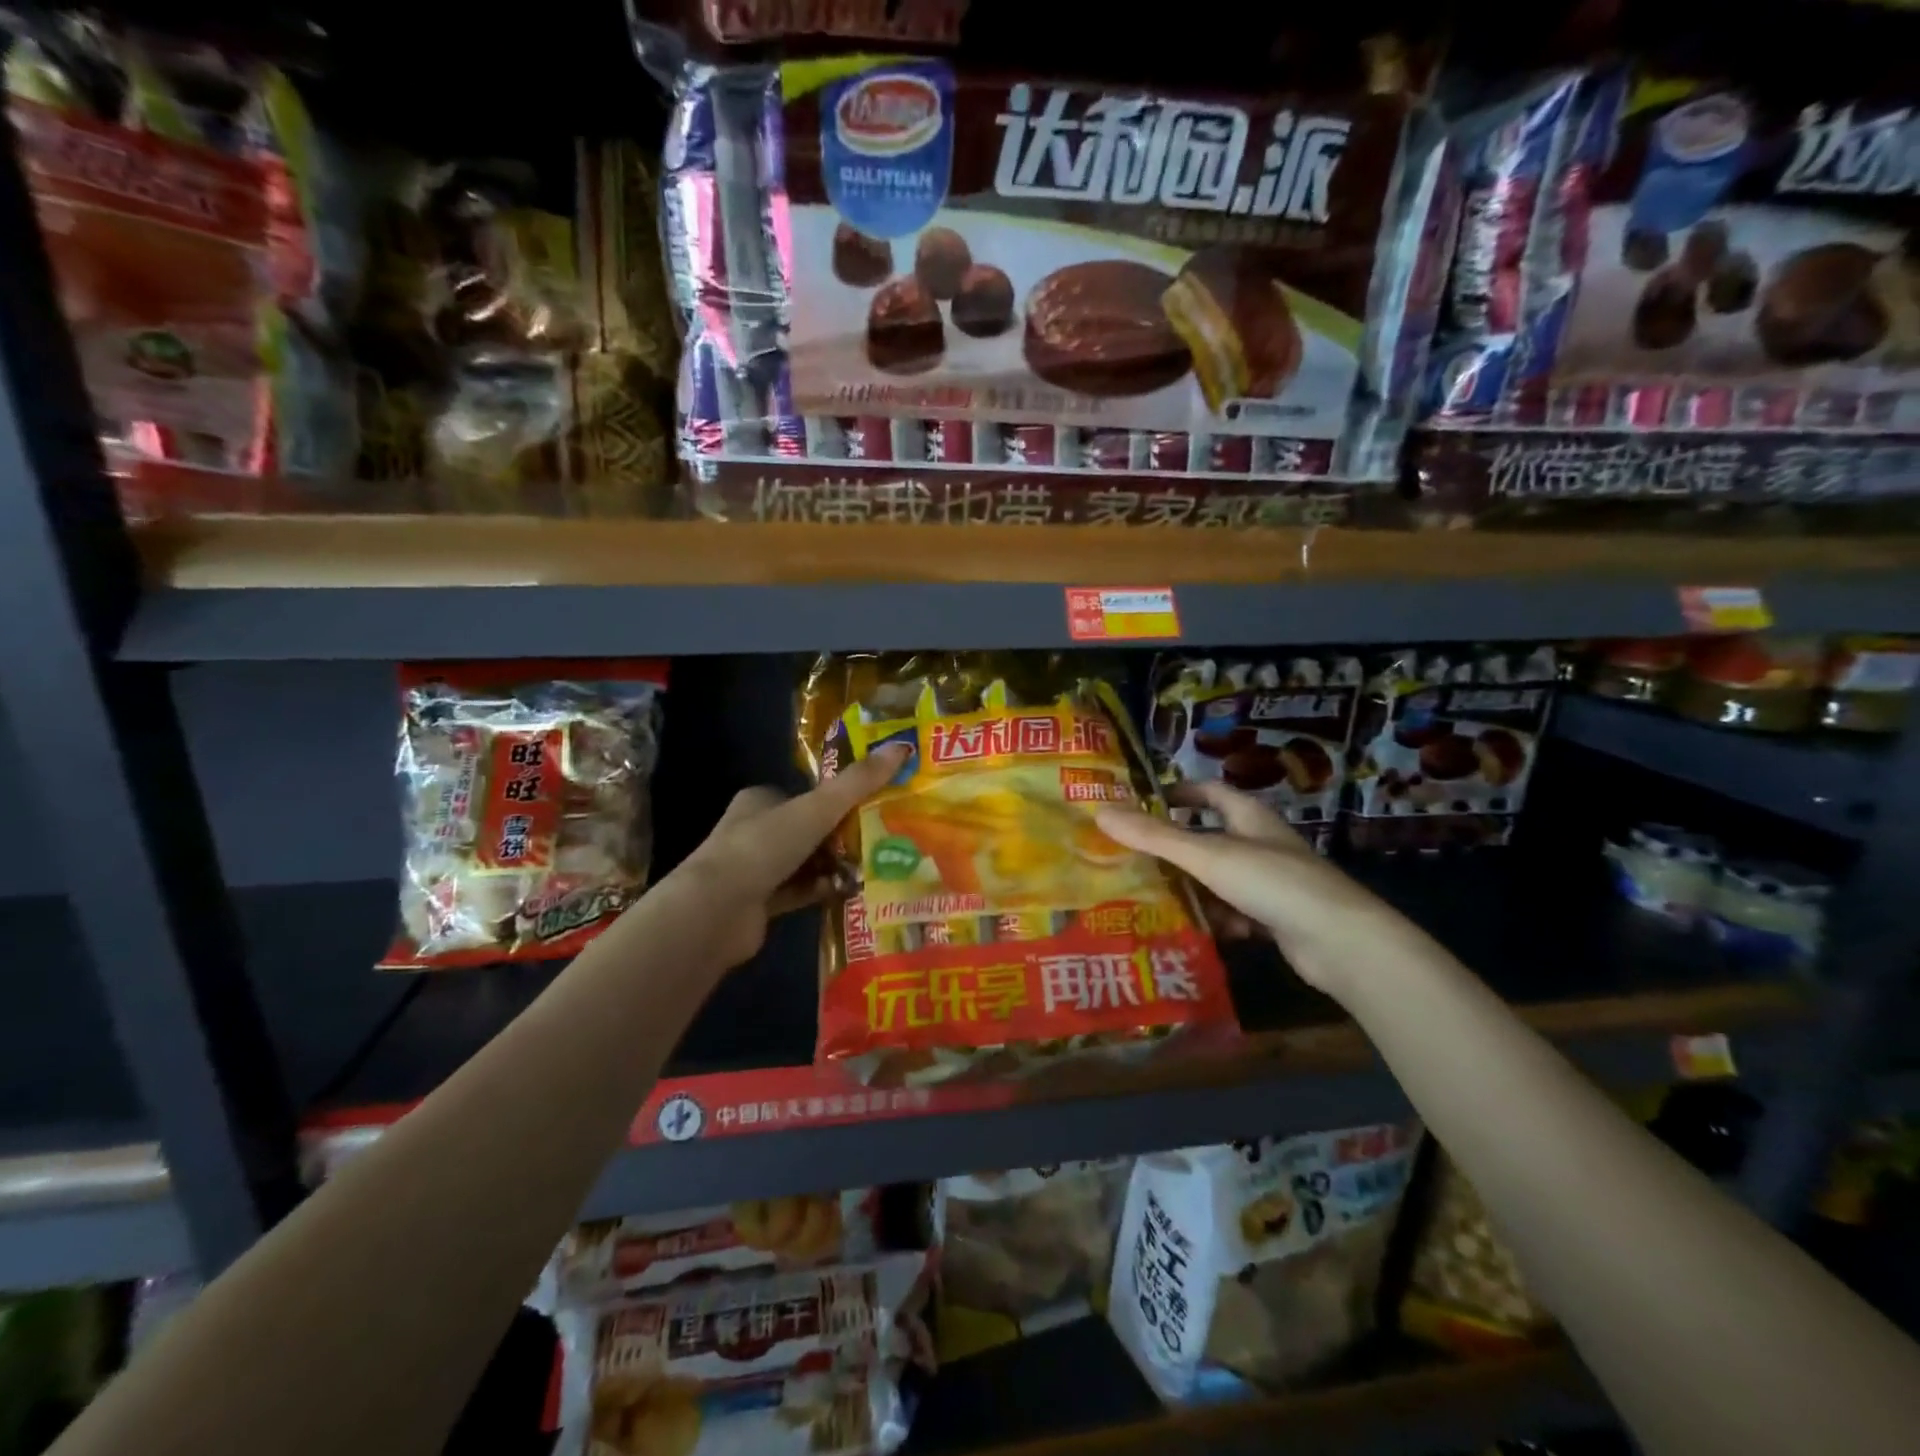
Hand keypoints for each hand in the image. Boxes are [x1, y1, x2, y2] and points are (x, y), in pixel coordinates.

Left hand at [673, 743, 909, 967]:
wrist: (717, 910)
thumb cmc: (764, 847)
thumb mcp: (817, 808)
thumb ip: (858, 782)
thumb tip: (902, 747)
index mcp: (760, 800)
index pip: (805, 795)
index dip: (838, 800)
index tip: (874, 806)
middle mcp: (755, 831)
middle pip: (809, 829)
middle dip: (843, 836)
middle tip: (883, 840)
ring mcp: (755, 869)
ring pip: (807, 862)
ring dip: (836, 866)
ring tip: (875, 868)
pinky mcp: (760, 903)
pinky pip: (801, 892)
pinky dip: (824, 891)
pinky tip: (851, 892)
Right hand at [1094, 782, 1411, 1000]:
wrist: (1341, 942)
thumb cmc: (1273, 882)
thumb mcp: (1207, 855)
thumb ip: (1155, 836)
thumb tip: (1101, 812)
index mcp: (1249, 817)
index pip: (1210, 791)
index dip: (1178, 792)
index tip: (1144, 802)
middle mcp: (1261, 843)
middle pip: (1210, 838)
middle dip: (1175, 849)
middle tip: (1134, 858)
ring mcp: (1272, 882)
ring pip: (1220, 879)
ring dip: (1194, 889)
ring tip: (1154, 899)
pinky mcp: (1277, 917)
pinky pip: (1236, 912)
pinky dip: (1218, 919)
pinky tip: (1198, 931)